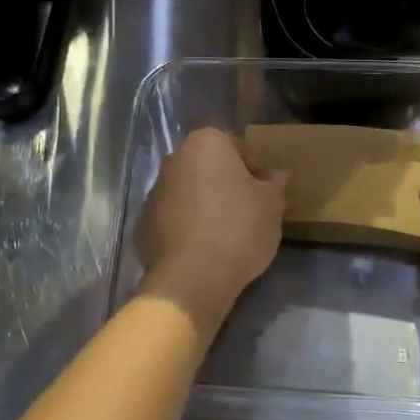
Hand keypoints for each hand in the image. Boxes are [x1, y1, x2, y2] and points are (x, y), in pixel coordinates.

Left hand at [136, 128, 284, 329]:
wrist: (192, 276)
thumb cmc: (238, 227)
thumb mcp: (271, 205)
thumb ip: (273, 186)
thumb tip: (275, 177)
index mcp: (205, 143)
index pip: (237, 146)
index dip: (257, 167)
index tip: (269, 191)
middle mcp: (175, 159)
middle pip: (209, 167)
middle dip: (228, 183)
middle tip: (251, 209)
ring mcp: (155, 192)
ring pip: (190, 192)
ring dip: (207, 204)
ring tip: (229, 232)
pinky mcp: (144, 224)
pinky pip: (175, 218)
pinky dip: (189, 226)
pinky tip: (206, 248)